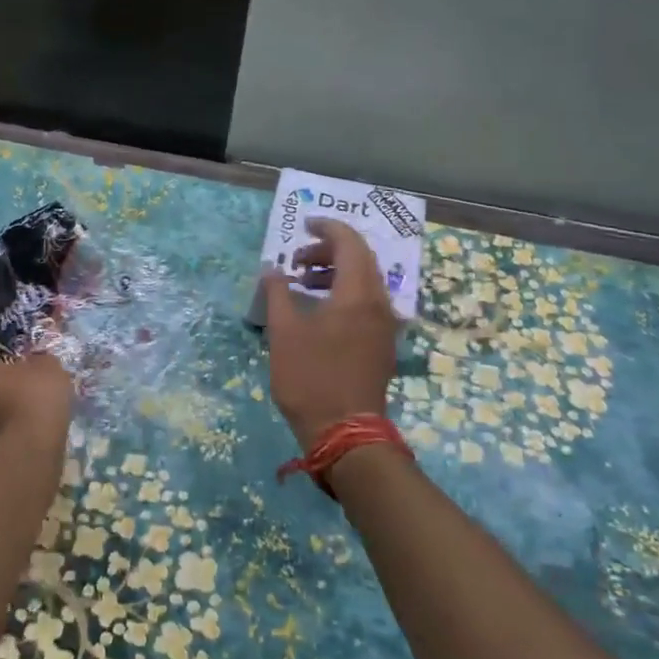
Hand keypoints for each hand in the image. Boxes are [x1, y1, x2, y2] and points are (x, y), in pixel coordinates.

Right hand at [262, 218, 396, 447]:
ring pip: (364, 281)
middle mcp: (379, 303)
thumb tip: (272, 270)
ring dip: (335, 272)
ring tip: (302, 283)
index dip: (327, 228)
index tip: (303, 225)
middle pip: (360, 259)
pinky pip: (367, 302)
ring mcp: (385, 325)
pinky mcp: (382, 343)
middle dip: (328, 251)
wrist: (345, 432)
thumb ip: (278, 293)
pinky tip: (319, 309)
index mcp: (358, 294)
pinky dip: (344, 293)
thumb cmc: (310, 378)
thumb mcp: (284, 332)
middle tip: (296, 259)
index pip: (350, 243)